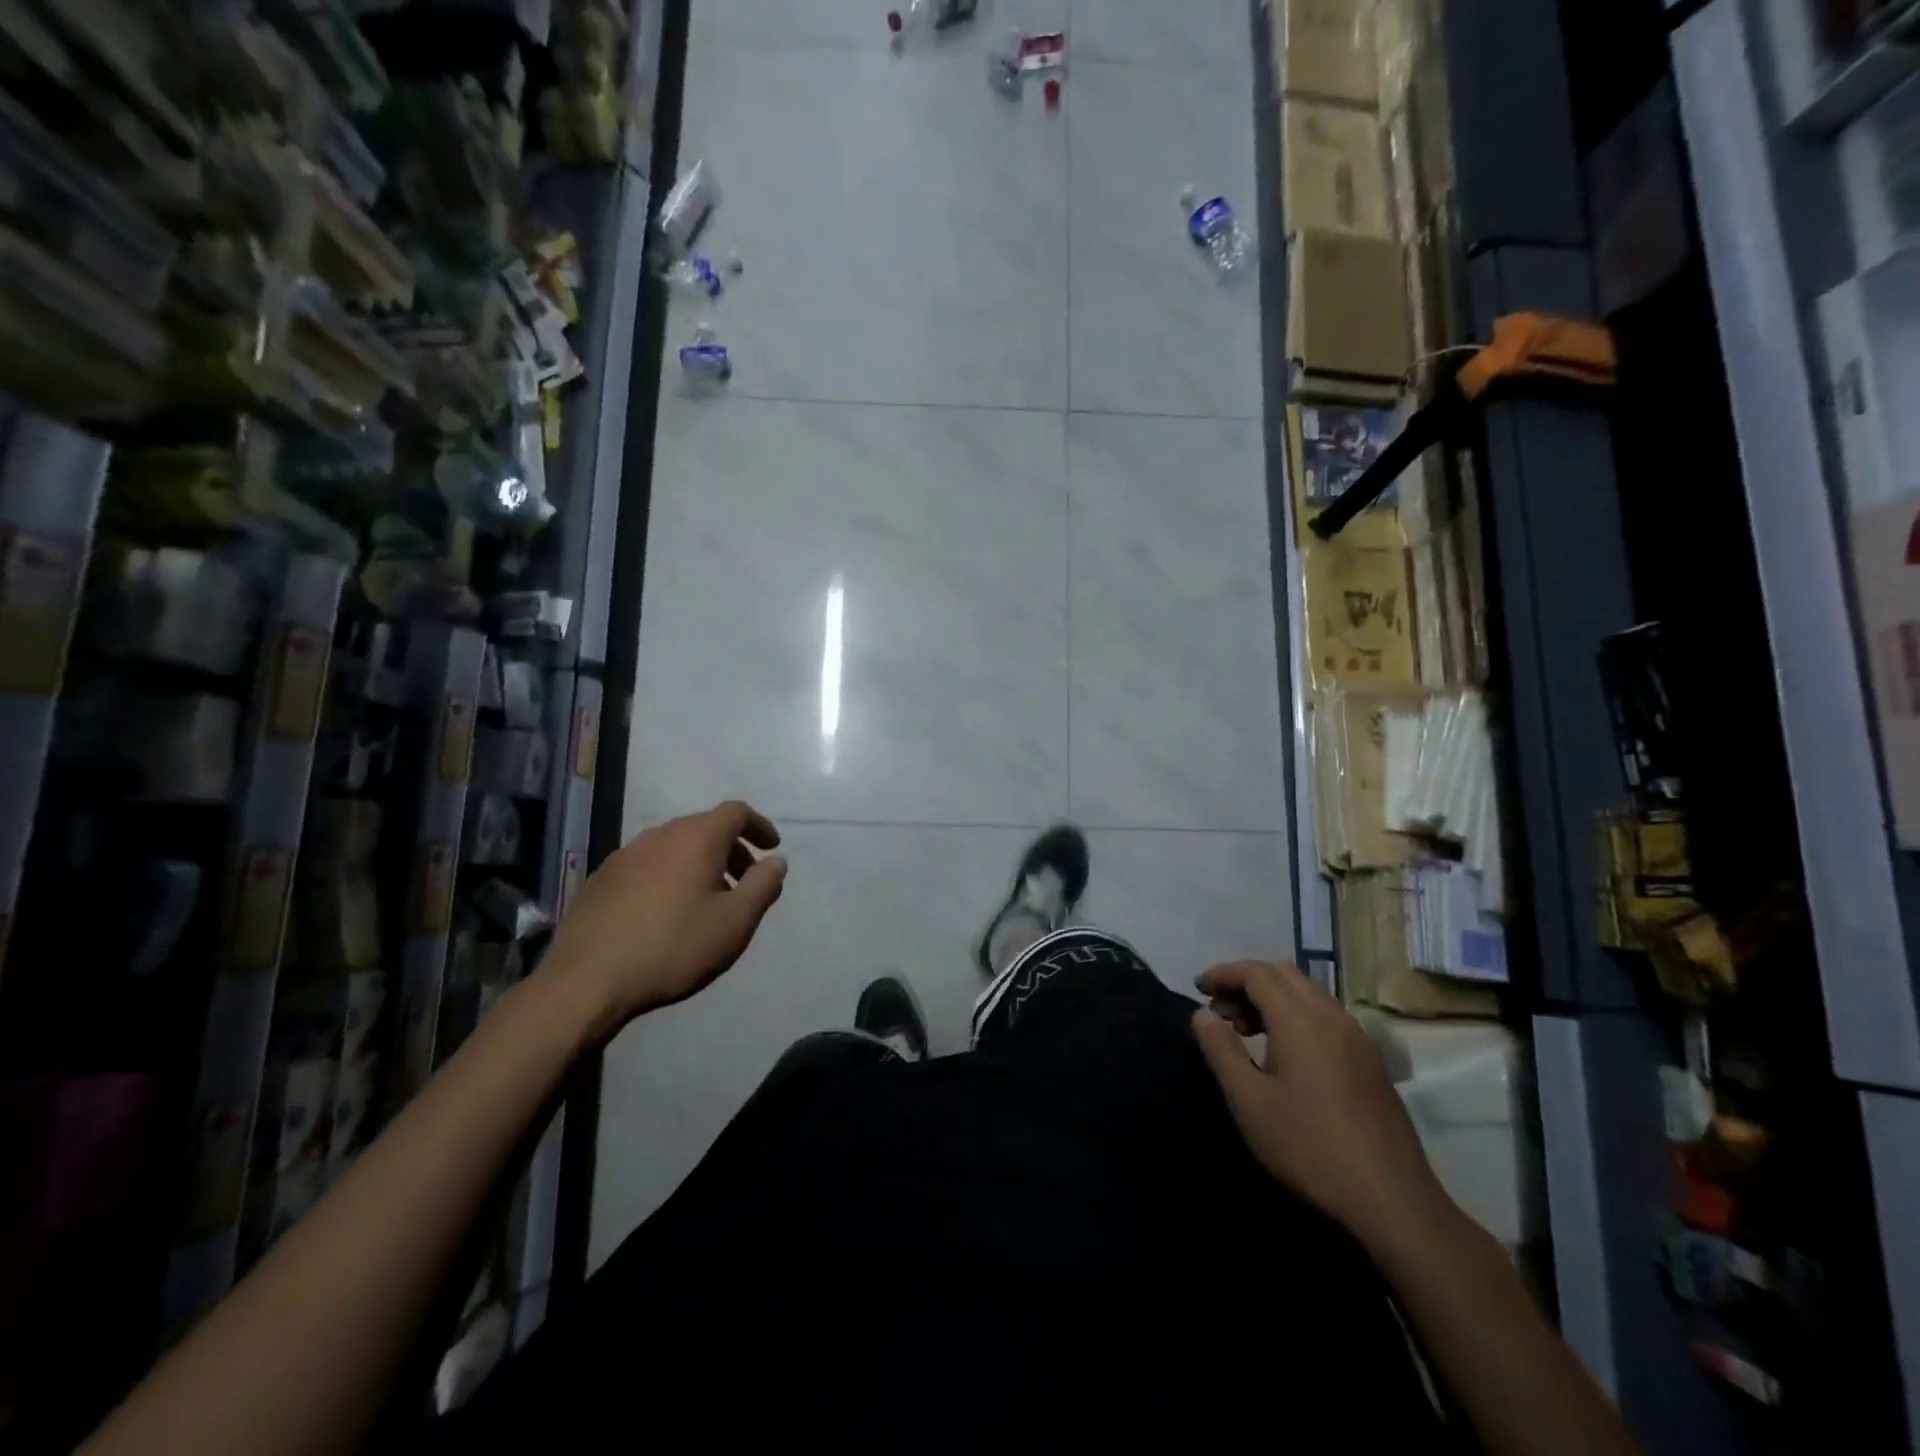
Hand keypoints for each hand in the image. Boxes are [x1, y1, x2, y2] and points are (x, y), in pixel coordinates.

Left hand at [538, 801, 786, 1041]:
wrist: (586, 982)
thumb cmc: (674, 947)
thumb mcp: (735, 922)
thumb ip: (763, 886)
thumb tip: (776, 861)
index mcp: (696, 838)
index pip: (736, 812)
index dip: (759, 826)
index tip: (771, 848)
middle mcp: (660, 836)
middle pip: (704, 828)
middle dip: (730, 849)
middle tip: (743, 882)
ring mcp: (624, 855)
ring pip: (674, 847)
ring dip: (698, 864)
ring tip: (706, 901)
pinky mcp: (600, 880)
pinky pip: (647, 866)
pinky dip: (668, 877)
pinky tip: (665, 914)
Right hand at [1190, 960, 1447, 1254]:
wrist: (1392, 1201)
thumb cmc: (1309, 1147)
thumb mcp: (1249, 1101)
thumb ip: (1221, 1050)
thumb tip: (1203, 1014)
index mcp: (1300, 1020)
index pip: (1257, 972)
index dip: (1224, 973)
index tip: (1199, 989)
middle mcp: (1332, 1016)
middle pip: (1284, 974)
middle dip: (1247, 982)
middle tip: (1221, 1012)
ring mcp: (1357, 1038)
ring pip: (1307, 994)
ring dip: (1272, 999)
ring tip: (1246, 1032)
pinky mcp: (1370, 1061)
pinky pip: (1325, 1016)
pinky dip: (1295, 1016)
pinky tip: (1284, 1054)